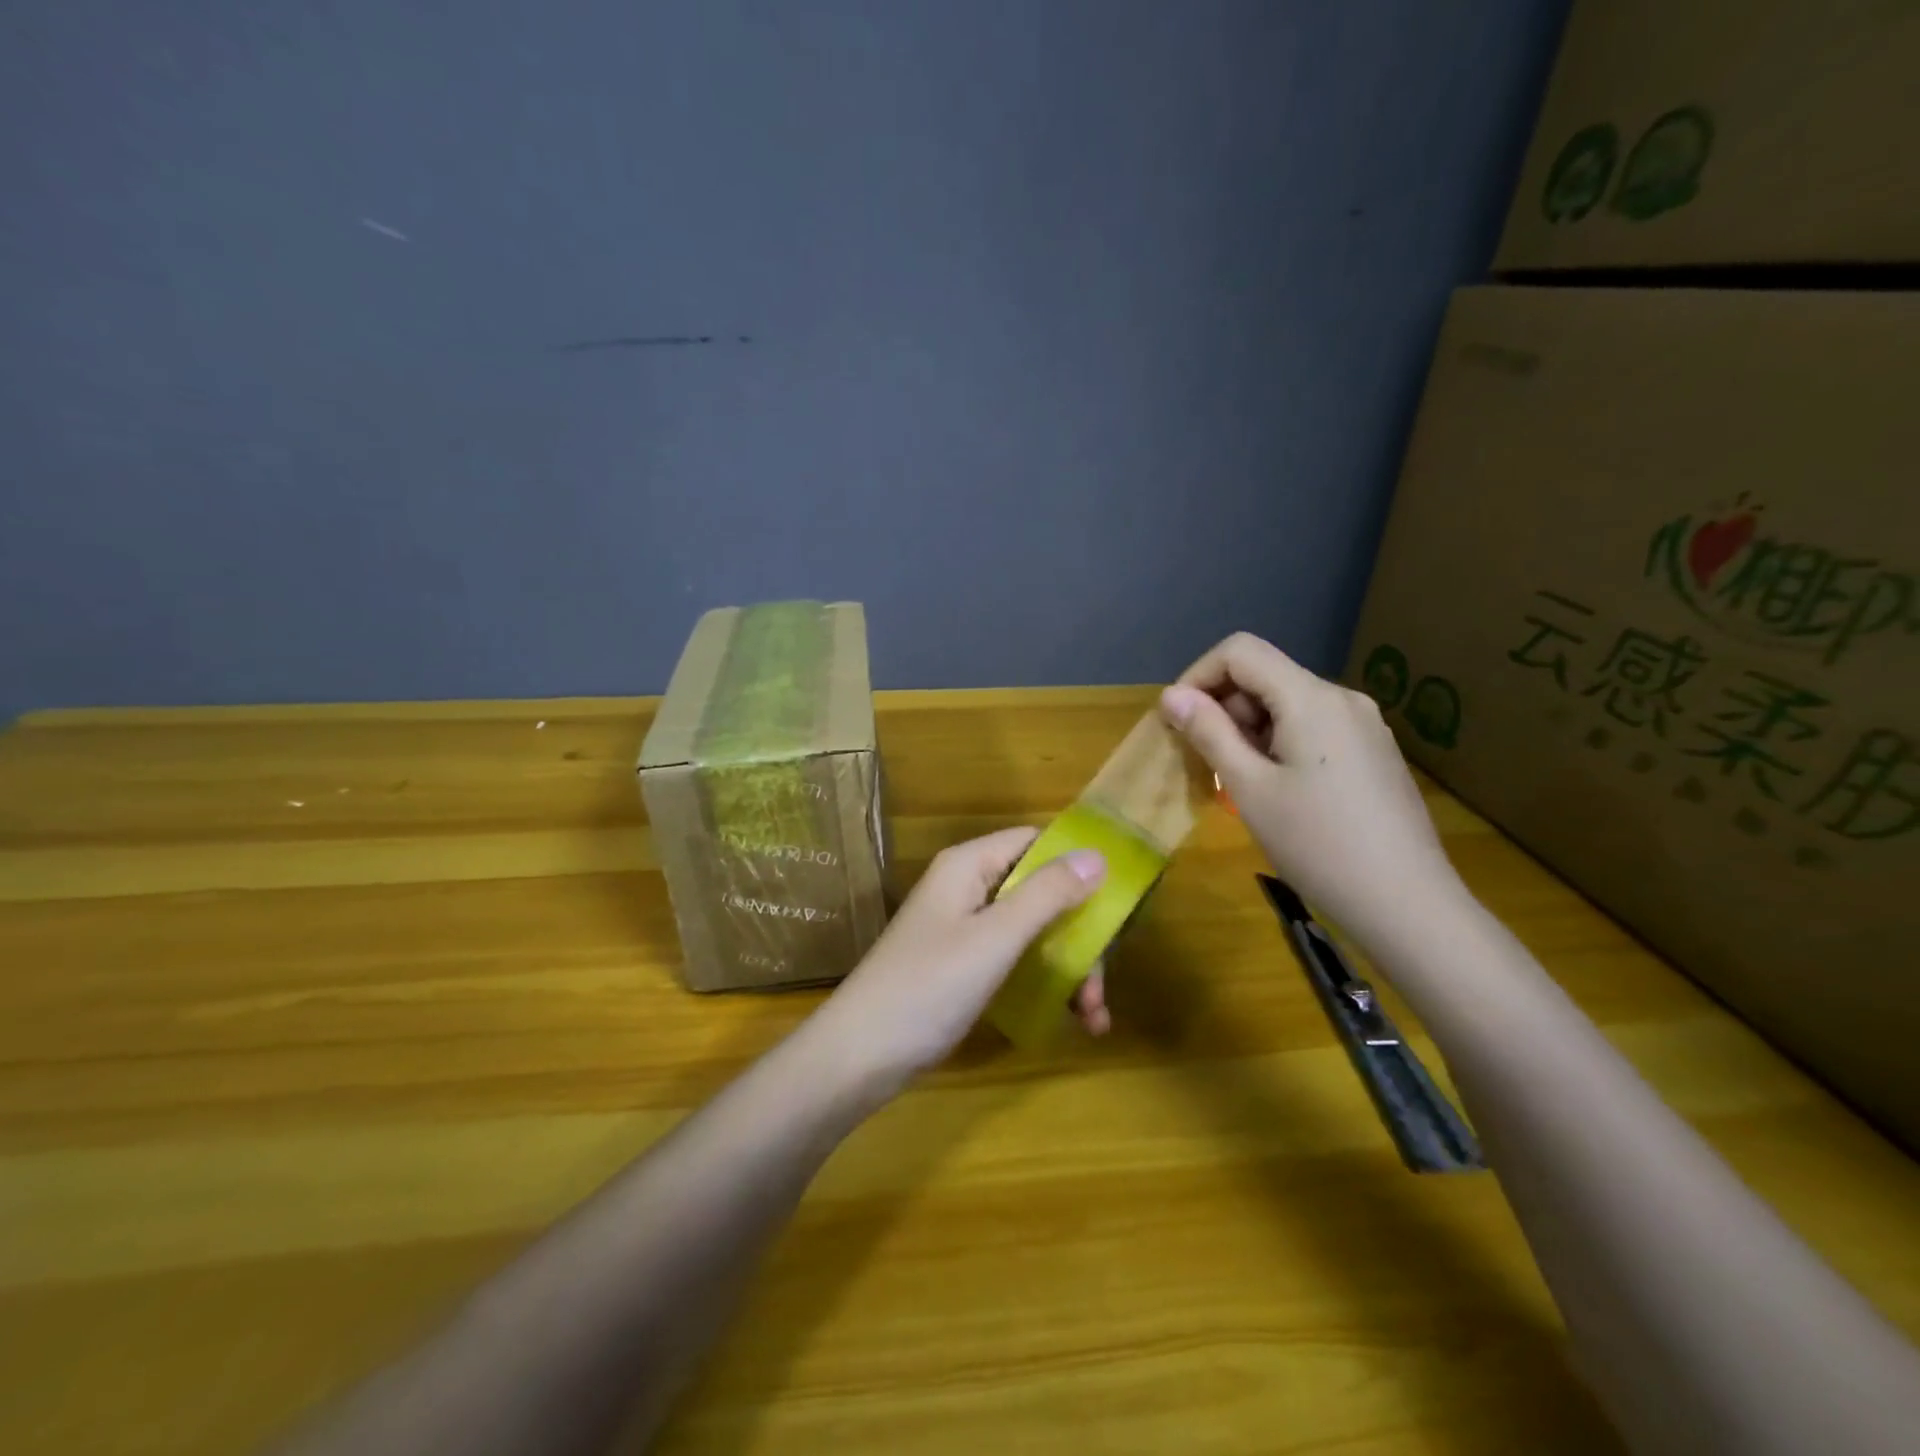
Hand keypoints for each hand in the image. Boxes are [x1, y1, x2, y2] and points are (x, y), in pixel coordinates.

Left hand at [815, 827, 1108, 1088]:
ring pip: (1034, 931)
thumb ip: (1047, 895)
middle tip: (1100, 987)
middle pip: (1041, 892)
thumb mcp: (995, 938)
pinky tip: (1072, 1020)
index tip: (1117, 903)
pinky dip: (1046, 984)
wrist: (860, 1056)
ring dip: (1070, 969)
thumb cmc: (929, 987)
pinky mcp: (964, 966)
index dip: (1076, 864)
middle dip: (1079, 937)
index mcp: (969, 866)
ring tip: (1093, 1018)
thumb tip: (1098, 855)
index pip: (1035, 842)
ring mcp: (965, 929)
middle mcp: (968, 888)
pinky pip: (1017, 961)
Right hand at [1160, 632, 1465, 952]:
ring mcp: (1364, 725)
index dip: (1198, 676)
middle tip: (1204, 761)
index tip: (1178, 720)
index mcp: (1311, 698)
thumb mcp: (1250, 788)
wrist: (1407, 904)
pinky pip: (1313, 727)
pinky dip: (1279, 743)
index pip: (1240, 651)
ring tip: (1238, 782)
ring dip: (1249, 729)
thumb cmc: (1318, 845)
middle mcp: (1342, 698)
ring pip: (1288, 704)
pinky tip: (1277, 790)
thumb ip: (1209, 733)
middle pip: (1265, 676)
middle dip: (1223, 708)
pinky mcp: (1374, 751)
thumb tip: (1172, 695)